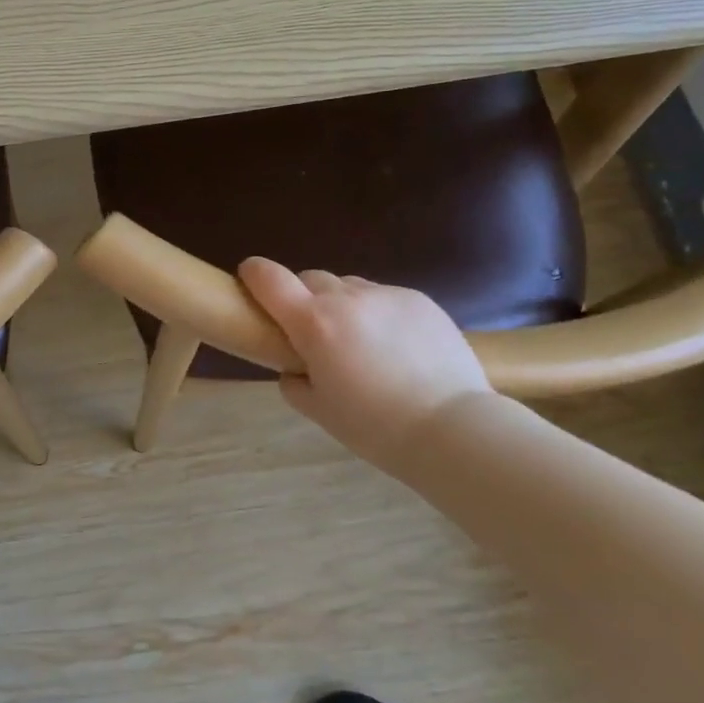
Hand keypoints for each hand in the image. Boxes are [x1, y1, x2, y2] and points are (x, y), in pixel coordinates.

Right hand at [238, 257, 491, 471]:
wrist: (453, 428)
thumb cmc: (375, 427)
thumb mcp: (318, 410)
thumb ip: (293, 382)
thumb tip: (294, 367)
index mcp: (313, 323)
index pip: (269, 278)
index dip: (254, 274)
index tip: (250, 280)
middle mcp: (346, 298)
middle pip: (310, 278)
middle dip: (303, 297)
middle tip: (315, 332)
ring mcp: (386, 295)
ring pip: (349, 287)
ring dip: (342, 304)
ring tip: (361, 342)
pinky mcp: (419, 299)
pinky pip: (384, 297)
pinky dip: (378, 313)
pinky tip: (396, 347)